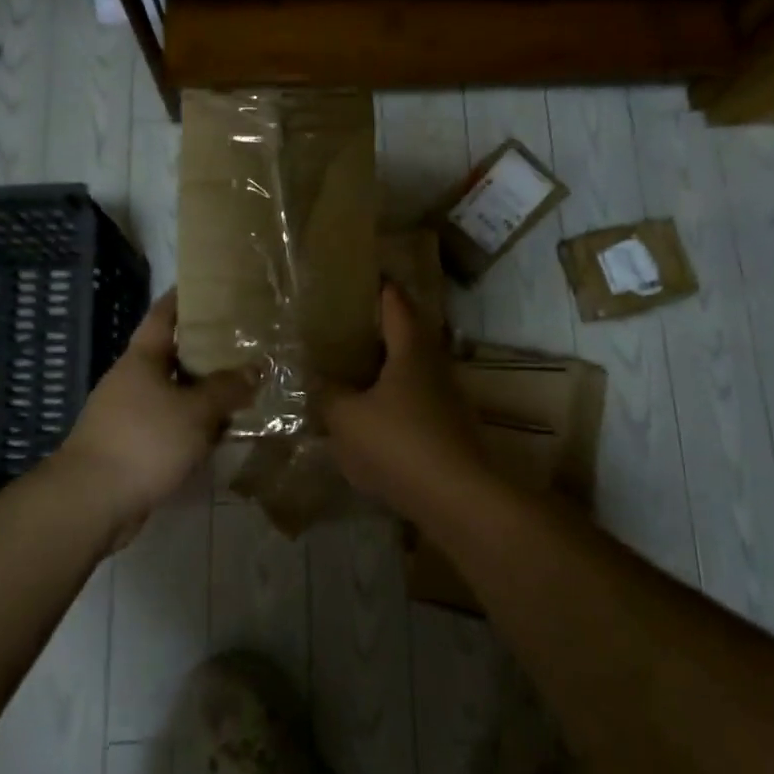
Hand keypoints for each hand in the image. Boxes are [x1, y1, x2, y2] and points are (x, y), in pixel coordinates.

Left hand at [59, 290, 257, 546]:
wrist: (91, 502)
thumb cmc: (144, 441)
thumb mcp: (195, 411)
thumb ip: (227, 388)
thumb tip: (256, 368)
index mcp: (142, 359)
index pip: (164, 314)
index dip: (185, 297)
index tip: (211, 284)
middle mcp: (134, 380)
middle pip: (174, 355)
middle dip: (208, 350)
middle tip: (246, 341)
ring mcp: (130, 414)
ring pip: (176, 394)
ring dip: (205, 393)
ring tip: (244, 387)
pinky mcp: (134, 446)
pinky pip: (172, 426)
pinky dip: (195, 426)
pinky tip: (222, 433)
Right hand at [322, 283, 488, 509]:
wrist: (457, 498)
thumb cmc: (400, 444)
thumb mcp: (347, 418)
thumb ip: (328, 394)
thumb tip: (316, 378)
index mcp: (410, 351)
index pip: (395, 305)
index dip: (381, 288)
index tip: (366, 275)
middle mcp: (434, 367)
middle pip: (407, 337)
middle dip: (380, 330)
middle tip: (347, 326)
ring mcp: (446, 400)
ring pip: (412, 373)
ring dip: (386, 369)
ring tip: (353, 371)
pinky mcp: (448, 430)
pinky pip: (414, 404)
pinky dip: (393, 402)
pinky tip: (371, 419)